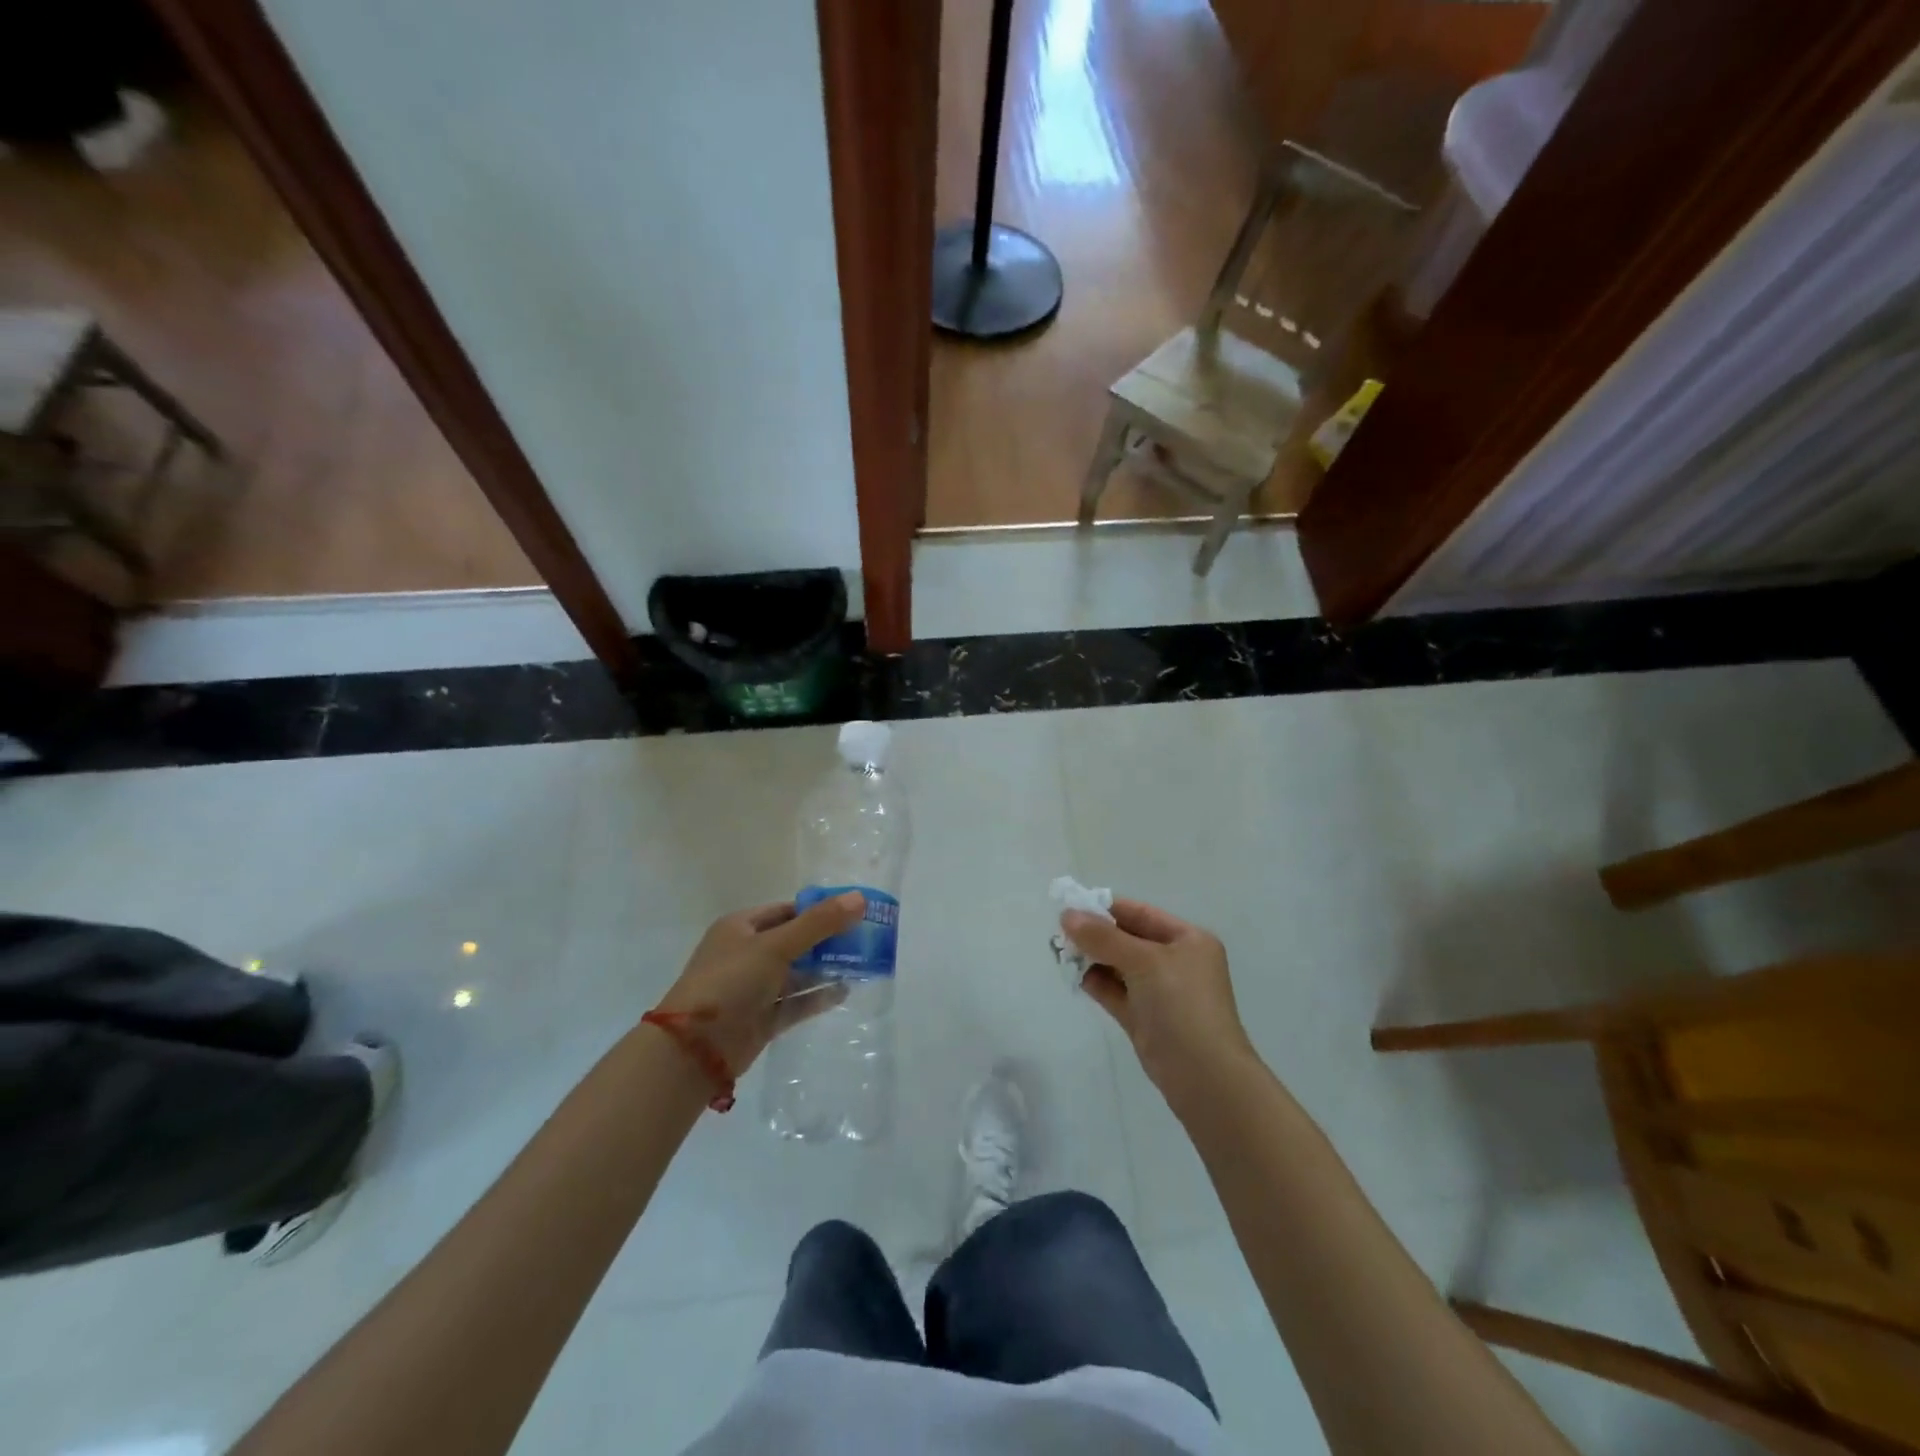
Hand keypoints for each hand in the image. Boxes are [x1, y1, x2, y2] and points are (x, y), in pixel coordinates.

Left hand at [652, 893, 863, 1079]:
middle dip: (828, 941)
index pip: (787, 911)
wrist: (694, 1050)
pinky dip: (818, 997)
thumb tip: (860, 898)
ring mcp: (754, 988)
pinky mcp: (762, 1018)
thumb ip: (819, 923)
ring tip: (863, 964)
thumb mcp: (775, 945)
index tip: (854, 912)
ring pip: (797, 973)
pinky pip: (795, 1002)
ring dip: (826, 969)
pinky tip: (845, 991)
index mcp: (741, 927)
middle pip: (795, 941)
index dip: (820, 910)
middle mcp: (747, 954)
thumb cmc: (730, 982)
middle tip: (866, 939)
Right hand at [1060, 898, 1257, 1109]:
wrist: (1204, 1077)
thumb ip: (1104, 937)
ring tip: (1060, 952)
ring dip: (1092, 958)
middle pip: (1128, 938)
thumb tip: (1067, 915)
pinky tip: (1074, 976)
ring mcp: (1160, 992)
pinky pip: (1115, 991)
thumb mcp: (1144, 961)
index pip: (1141, 914)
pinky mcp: (1144, 1018)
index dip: (1106, 908)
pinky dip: (1096, 982)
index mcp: (1188, 940)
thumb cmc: (1182, 1005)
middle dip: (1095, 934)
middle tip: (1059, 932)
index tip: (1070, 905)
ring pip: (1119, 965)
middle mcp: (1175, 961)